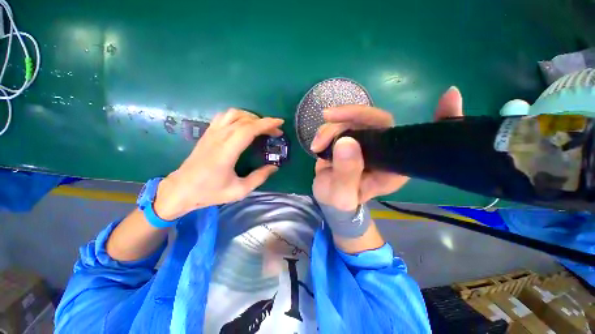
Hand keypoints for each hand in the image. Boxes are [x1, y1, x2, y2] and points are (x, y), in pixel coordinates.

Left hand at [154, 109, 283, 219]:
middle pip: (244, 120)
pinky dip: (238, 116)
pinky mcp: (207, 133)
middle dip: (264, 122)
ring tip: (261, 126)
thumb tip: (274, 167)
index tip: (280, 123)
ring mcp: (211, 133)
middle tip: (275, 131)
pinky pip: (224, 116)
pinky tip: (244, 125)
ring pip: (233, 114)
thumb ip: (259, 177)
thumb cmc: (210, 192)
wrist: (181, 190)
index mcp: (226, 152)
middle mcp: (218, 138)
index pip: (248, 129)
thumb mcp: (240, 190)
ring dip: (251, 117)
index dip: (266, 124)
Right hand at [310, 86, 463, 209]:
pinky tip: (317, 144)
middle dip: (350, 115)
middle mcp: (385, 150)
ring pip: (353, 119)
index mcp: (393, 166)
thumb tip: (346, 141)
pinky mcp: (351, 138)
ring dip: (331, 127)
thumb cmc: (340, 202)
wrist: (328, 197)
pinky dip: (326, 130)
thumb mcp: (341, 196)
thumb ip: (346, 174)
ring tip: (316, 146)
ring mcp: (366, 141)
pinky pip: (341, 124)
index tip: (450, 95)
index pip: (414, 139)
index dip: (437, 120)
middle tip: (328, 116)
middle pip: (376, 120)